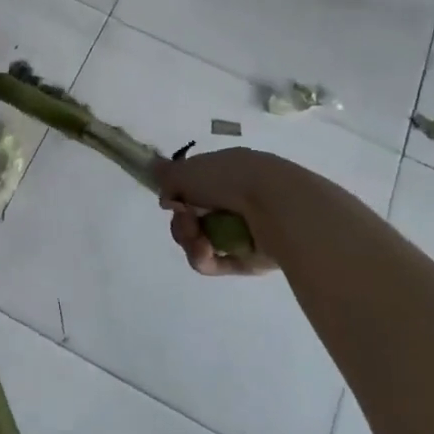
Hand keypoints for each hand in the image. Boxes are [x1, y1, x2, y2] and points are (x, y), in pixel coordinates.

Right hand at [156, 147, 299, 276]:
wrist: (277, 206)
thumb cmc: (231, 179)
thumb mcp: (188, 170)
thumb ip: (168, 176)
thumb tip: (156, 175)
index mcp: (225, 173)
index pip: (193, 187)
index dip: (177, 195)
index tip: (171, 200)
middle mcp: (235, 200)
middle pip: (193, 219)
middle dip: (182, 223)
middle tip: (186, 219)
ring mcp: (243, 230)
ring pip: (201, 243)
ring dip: (190, 241)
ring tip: (198, 239)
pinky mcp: (249, 260)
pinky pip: (216, 263)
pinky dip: (205, 258)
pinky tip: (206, 252)